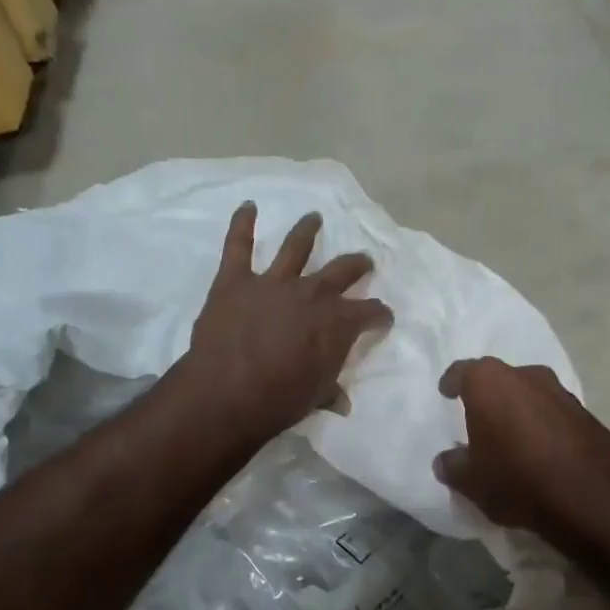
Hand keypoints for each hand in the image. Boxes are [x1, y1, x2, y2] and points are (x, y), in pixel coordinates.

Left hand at [183, 203, 391, 438]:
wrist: (227, 394)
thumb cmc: (279, 400)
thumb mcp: (315, 398)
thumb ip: (330, 391)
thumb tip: (343, 402)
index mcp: (338, 322)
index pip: (371, 312)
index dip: (380, 315)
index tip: (382, 319)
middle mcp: (312, 293)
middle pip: (343, 270)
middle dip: (357, 265)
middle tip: (362, 262)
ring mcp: (273, 282)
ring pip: (296, 246)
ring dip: (308, 228)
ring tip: (314, 217)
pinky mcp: (236, 280)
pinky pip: (238, 244)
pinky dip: (242, 223)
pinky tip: (247, 207)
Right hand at [434, 357, 609, 556]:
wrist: (593, 498)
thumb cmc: (517, 479)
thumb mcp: (471, 481)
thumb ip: (452, 466)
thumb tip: (446, 461)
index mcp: (490, 383)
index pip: (463, 371)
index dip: (452, 382)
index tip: (446, 392)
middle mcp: (527, 376)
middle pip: (499, 379)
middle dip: (488, 395)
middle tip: (479, 417)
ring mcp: (561, 392)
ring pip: (530, 393)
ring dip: (519, 409)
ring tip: (511, 435)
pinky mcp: (587, 414)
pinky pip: (554, 413)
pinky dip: (543, 425)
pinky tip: (541, 450)